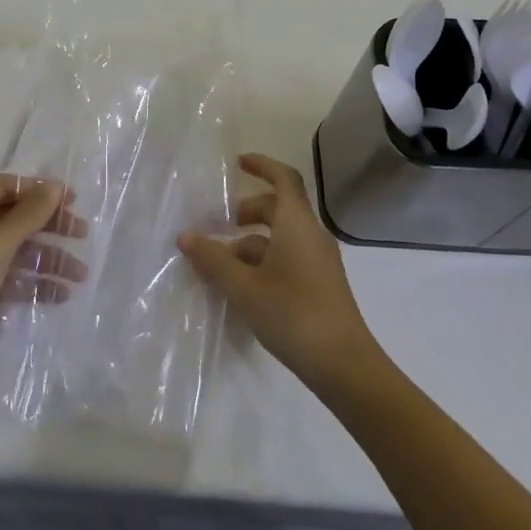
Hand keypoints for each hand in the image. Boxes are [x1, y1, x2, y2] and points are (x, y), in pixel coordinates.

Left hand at [0, 175, 87, 401]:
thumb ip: (28, 215)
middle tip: (81, 234)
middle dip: (46, 227)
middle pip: (9, 219)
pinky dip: (31, 283)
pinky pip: (7, 280)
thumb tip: (54, 187)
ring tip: (79, 274)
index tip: (72, 200)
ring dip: (45, 259)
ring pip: (12, 252)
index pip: (1, 187)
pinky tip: (60, 294)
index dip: (36, 190)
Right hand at [178, 153, 381, 392]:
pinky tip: (243, 287)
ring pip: (282, 236)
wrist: (345, 366)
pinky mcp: (320, 284)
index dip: (261, 165)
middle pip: (279, 208)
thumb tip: (186, 236)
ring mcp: (319, 261)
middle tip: (220, 226)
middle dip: (248, 211)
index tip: (237, 163)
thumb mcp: (243, 287)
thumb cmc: (293, 315)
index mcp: (296, 225)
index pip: (283, 178)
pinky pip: (289, 257)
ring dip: (251, 242)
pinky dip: (264, 260)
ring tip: (221, 265)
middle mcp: (311, 235)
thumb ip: (213, 259)